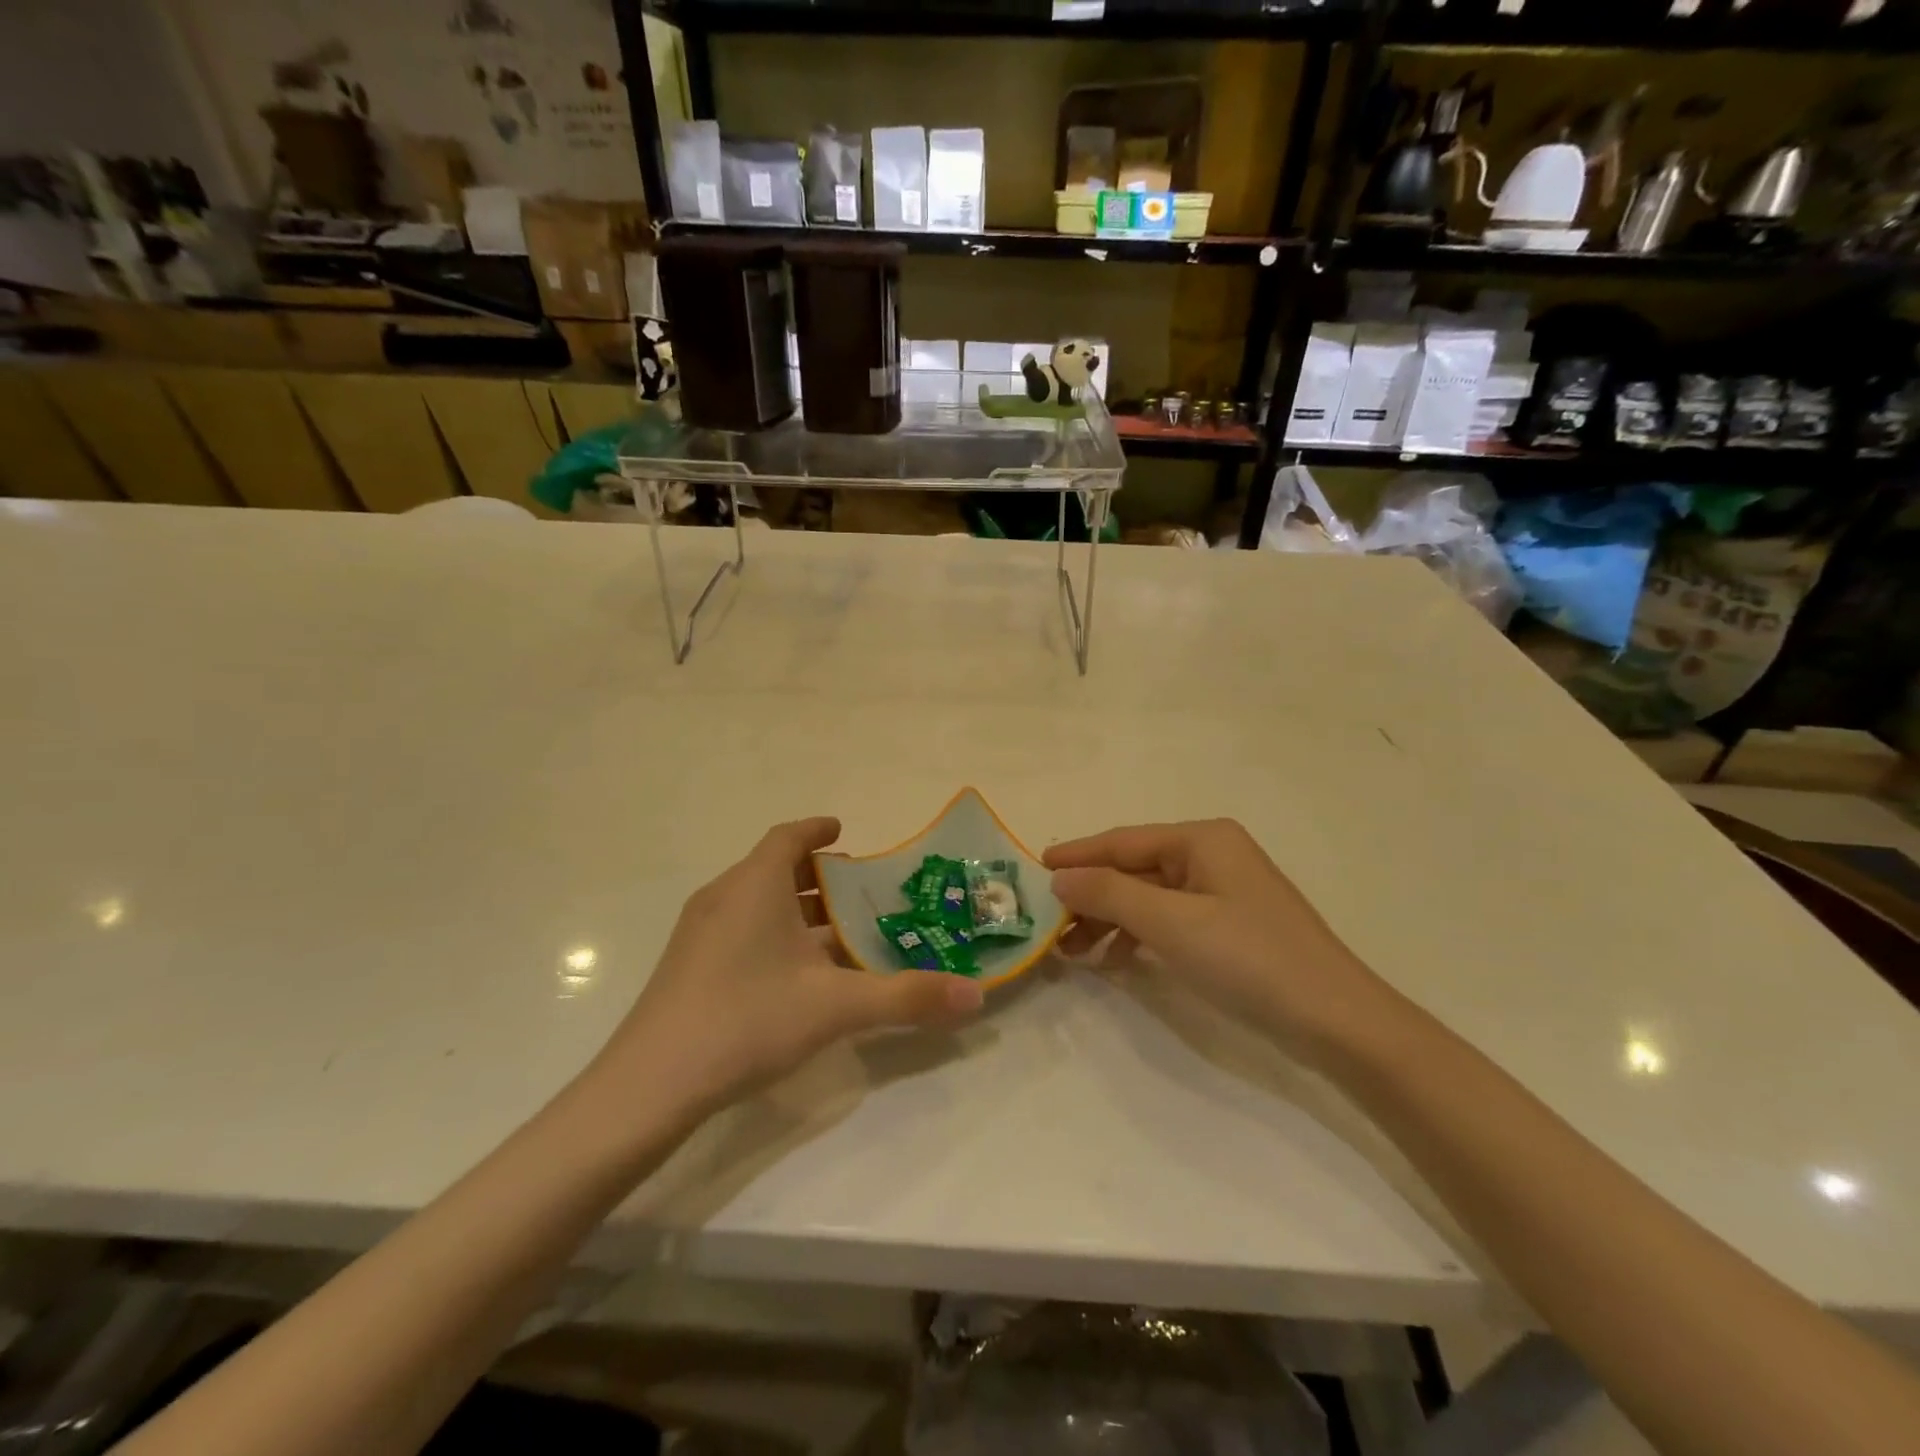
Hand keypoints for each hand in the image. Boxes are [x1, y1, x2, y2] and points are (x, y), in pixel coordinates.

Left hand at [595, 818, 984, 1117]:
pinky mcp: (687, 966)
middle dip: (817, 876)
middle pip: (774, 868)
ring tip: (836, 933)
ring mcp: (699, 932)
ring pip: (756, 902)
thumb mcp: (836, 1007)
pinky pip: (740, 929)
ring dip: (795, 908)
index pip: (788, 836)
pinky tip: (795, 975)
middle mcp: (724, 896)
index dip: (817, 829)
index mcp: (754, 885)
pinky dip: (773, 934)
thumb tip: (975, 996)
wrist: (649, 1086)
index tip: (843, 831)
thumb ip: (907, 997)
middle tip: (858, 892)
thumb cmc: (747, 1020)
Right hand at [1045, 820, 1394, 1055]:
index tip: (1035, 869)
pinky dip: (1138, 937)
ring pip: (1149, 897)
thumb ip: (1109, 894)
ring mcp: (1223, 892)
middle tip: (1049, 925)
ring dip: (1110, 920)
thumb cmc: (1250, 958)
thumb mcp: (1171, 923)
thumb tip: (1060, 878)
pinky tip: (1115, 962)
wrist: (1337, 1021)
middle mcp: (1212, 855)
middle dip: (1091, 896)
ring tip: (1072, 951)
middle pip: (1134, 869)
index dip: (1077, 855)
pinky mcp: (1229, 926)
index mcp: (1202, 840)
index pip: (1123, 841)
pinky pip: (1169, 920)